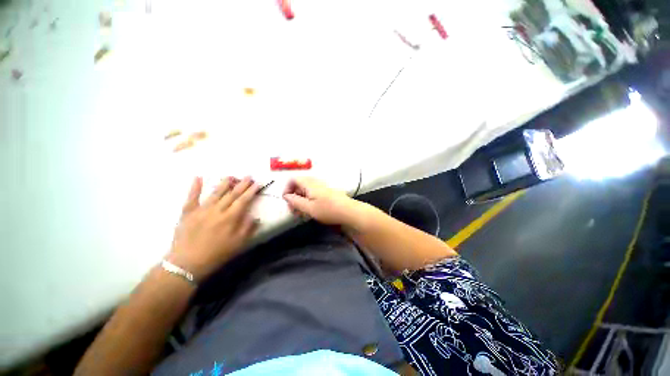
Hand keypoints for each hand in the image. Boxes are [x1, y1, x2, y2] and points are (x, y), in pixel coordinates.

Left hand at [166, 176, 259, 280]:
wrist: (186, 263)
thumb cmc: (216, 254)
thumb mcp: (238, 244)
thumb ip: (247, 228)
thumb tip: (255, 216)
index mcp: (230, 218)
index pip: (244, 200)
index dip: (252, 191)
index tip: (258, 183)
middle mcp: (217, 210)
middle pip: (232, 194)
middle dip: (241, 184)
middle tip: (248, 176)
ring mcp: (201, 210)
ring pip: (215, 193)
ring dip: (224, 183)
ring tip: (231, 176)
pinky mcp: (188, 213)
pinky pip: (191, 197)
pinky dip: (195, 187)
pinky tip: (198, 178)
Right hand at [283, 177, 362, 226]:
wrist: (349, 211)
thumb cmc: (328, 210)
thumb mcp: (309, 208)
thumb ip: (295, 201)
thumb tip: (286, 196)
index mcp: (309, 183)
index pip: (293, 179)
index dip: (287, 189)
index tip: (286, 201)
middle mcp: (316, 182)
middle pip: (299, 184)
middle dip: (293, 196)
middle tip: (293, 209)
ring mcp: (322, 186)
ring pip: (306, 189)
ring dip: (301, 199)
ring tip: (301, 212)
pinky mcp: (327, 192)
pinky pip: (313, 192)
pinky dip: (308, 199)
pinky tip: (311, 210)